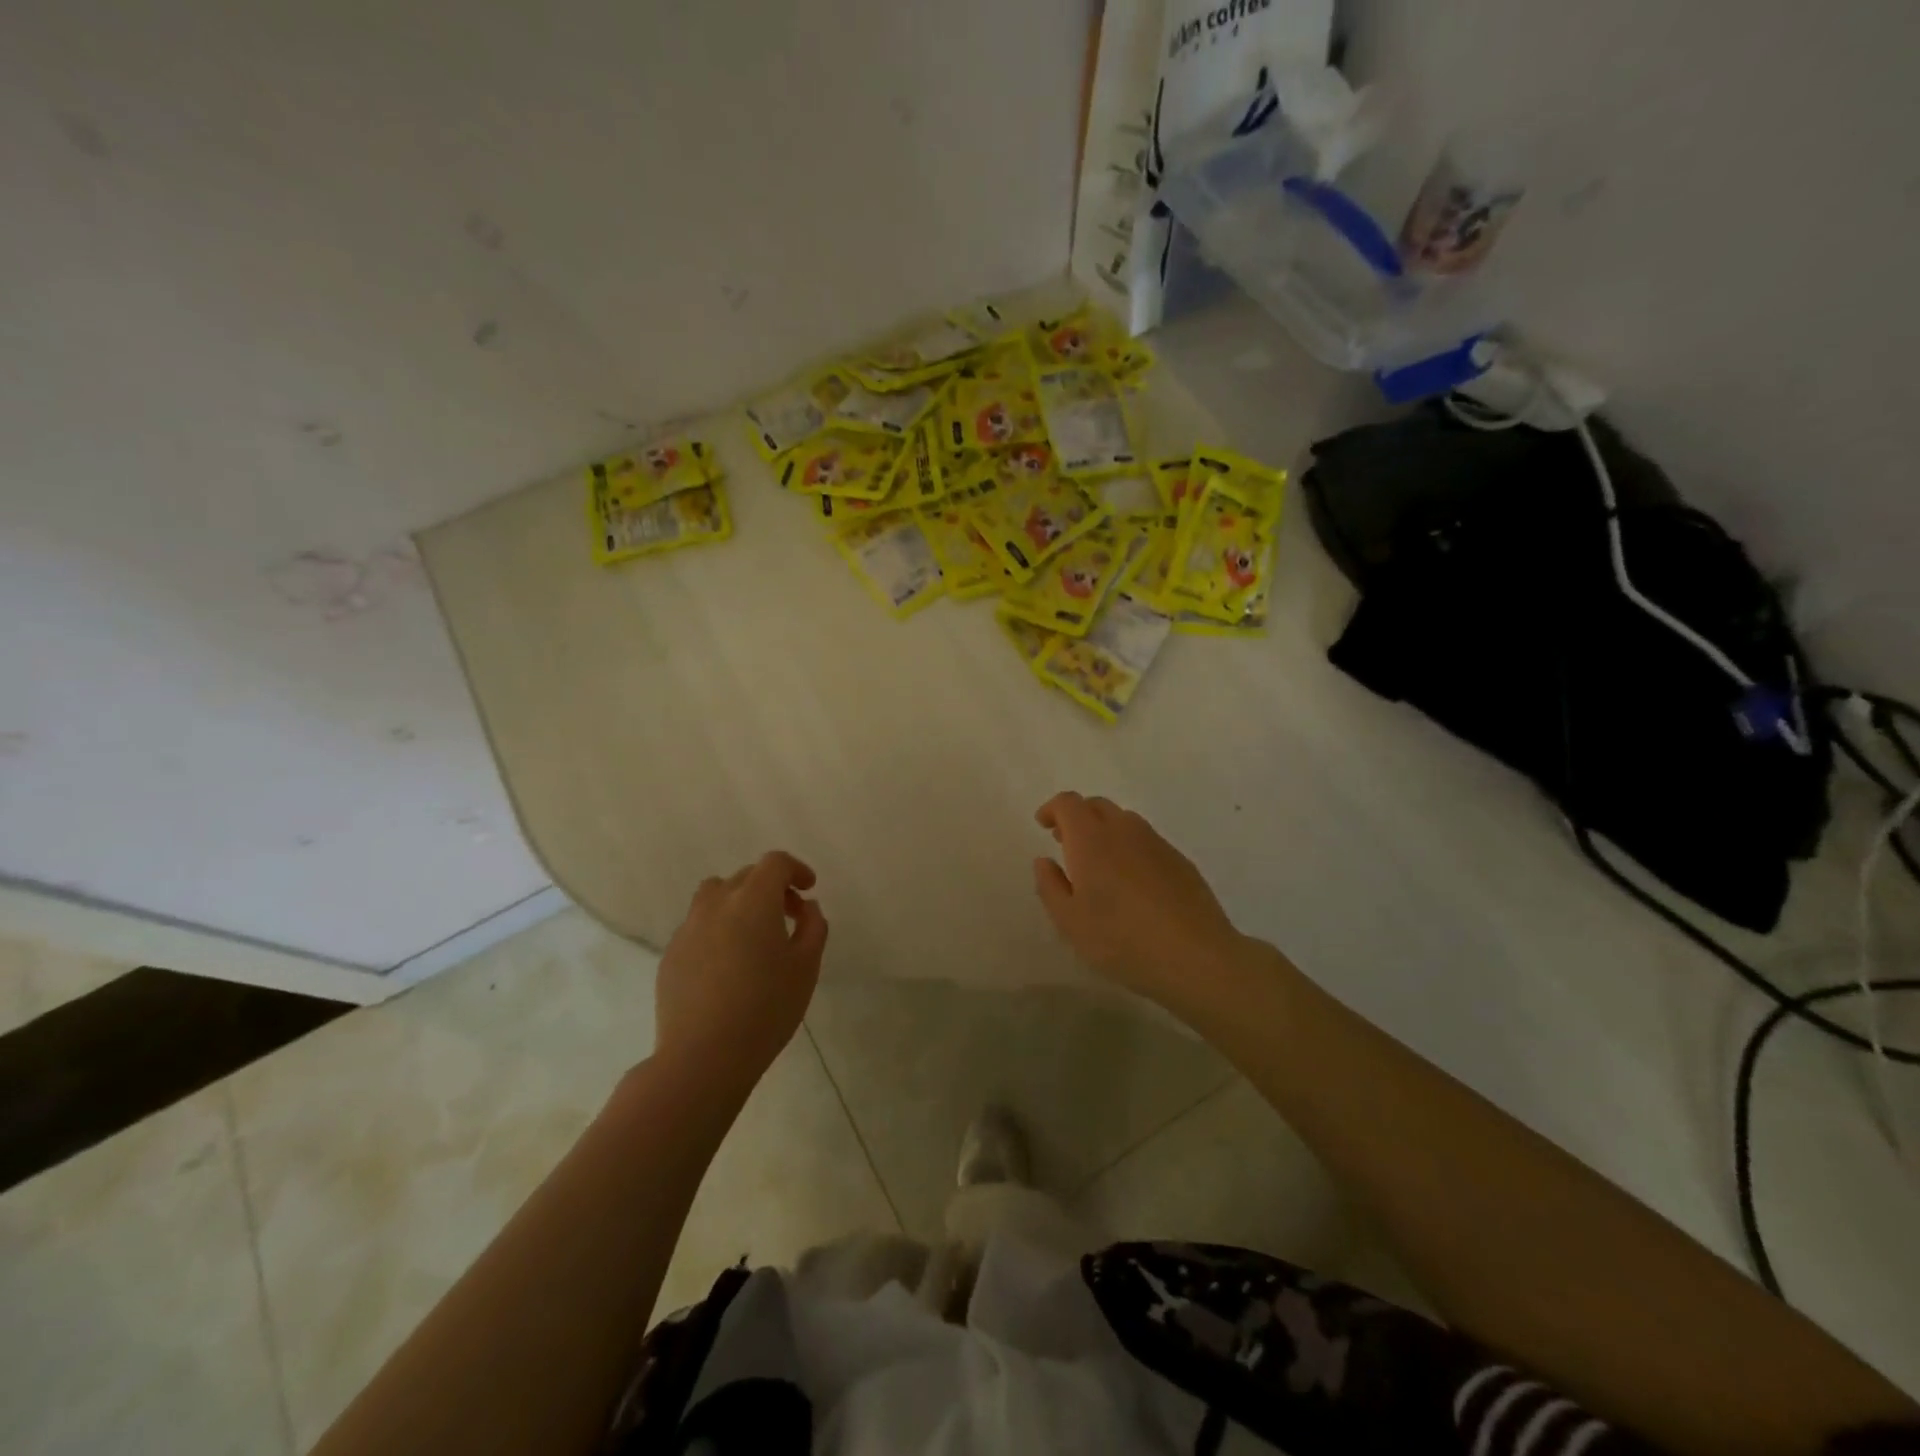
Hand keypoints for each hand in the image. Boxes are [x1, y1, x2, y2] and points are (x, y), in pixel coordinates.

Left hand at [653, 851, 827, 1096]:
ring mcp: (688, 928)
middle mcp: (717, 904)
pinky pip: (699, 925)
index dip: (795, 869)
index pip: (775, 863)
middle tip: (789, 916)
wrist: (703, 1057)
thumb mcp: (806, 967)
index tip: (808, 889)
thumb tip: (807, 907)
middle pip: (746, 876)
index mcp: (753, 901)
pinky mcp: (671, 954)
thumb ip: (813, 927)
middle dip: (771, 887)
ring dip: (739, 902)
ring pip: (715, 896)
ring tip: (753, 935)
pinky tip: (728, 965)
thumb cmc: (766, 1008)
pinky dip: (718, 929)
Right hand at [1032, 792, 1244, 1006]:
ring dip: (1105, 831)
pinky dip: (1130, 848)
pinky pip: (1146, 840)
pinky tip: (1132, 883)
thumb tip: (1044, 861)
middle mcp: (1124, 830)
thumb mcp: (1070, 922)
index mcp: (1091, 840)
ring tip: (1099, 865)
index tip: (1044, 826)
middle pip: (1097, 805)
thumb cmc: (1121, 940)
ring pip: (1124, 821)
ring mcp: (1156, 843)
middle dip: (1077, 817)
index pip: (1068, 803)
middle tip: (1066, 844)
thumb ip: (1050, 886)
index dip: (1052, 809)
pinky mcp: (1179, 860)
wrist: (1195, 956)